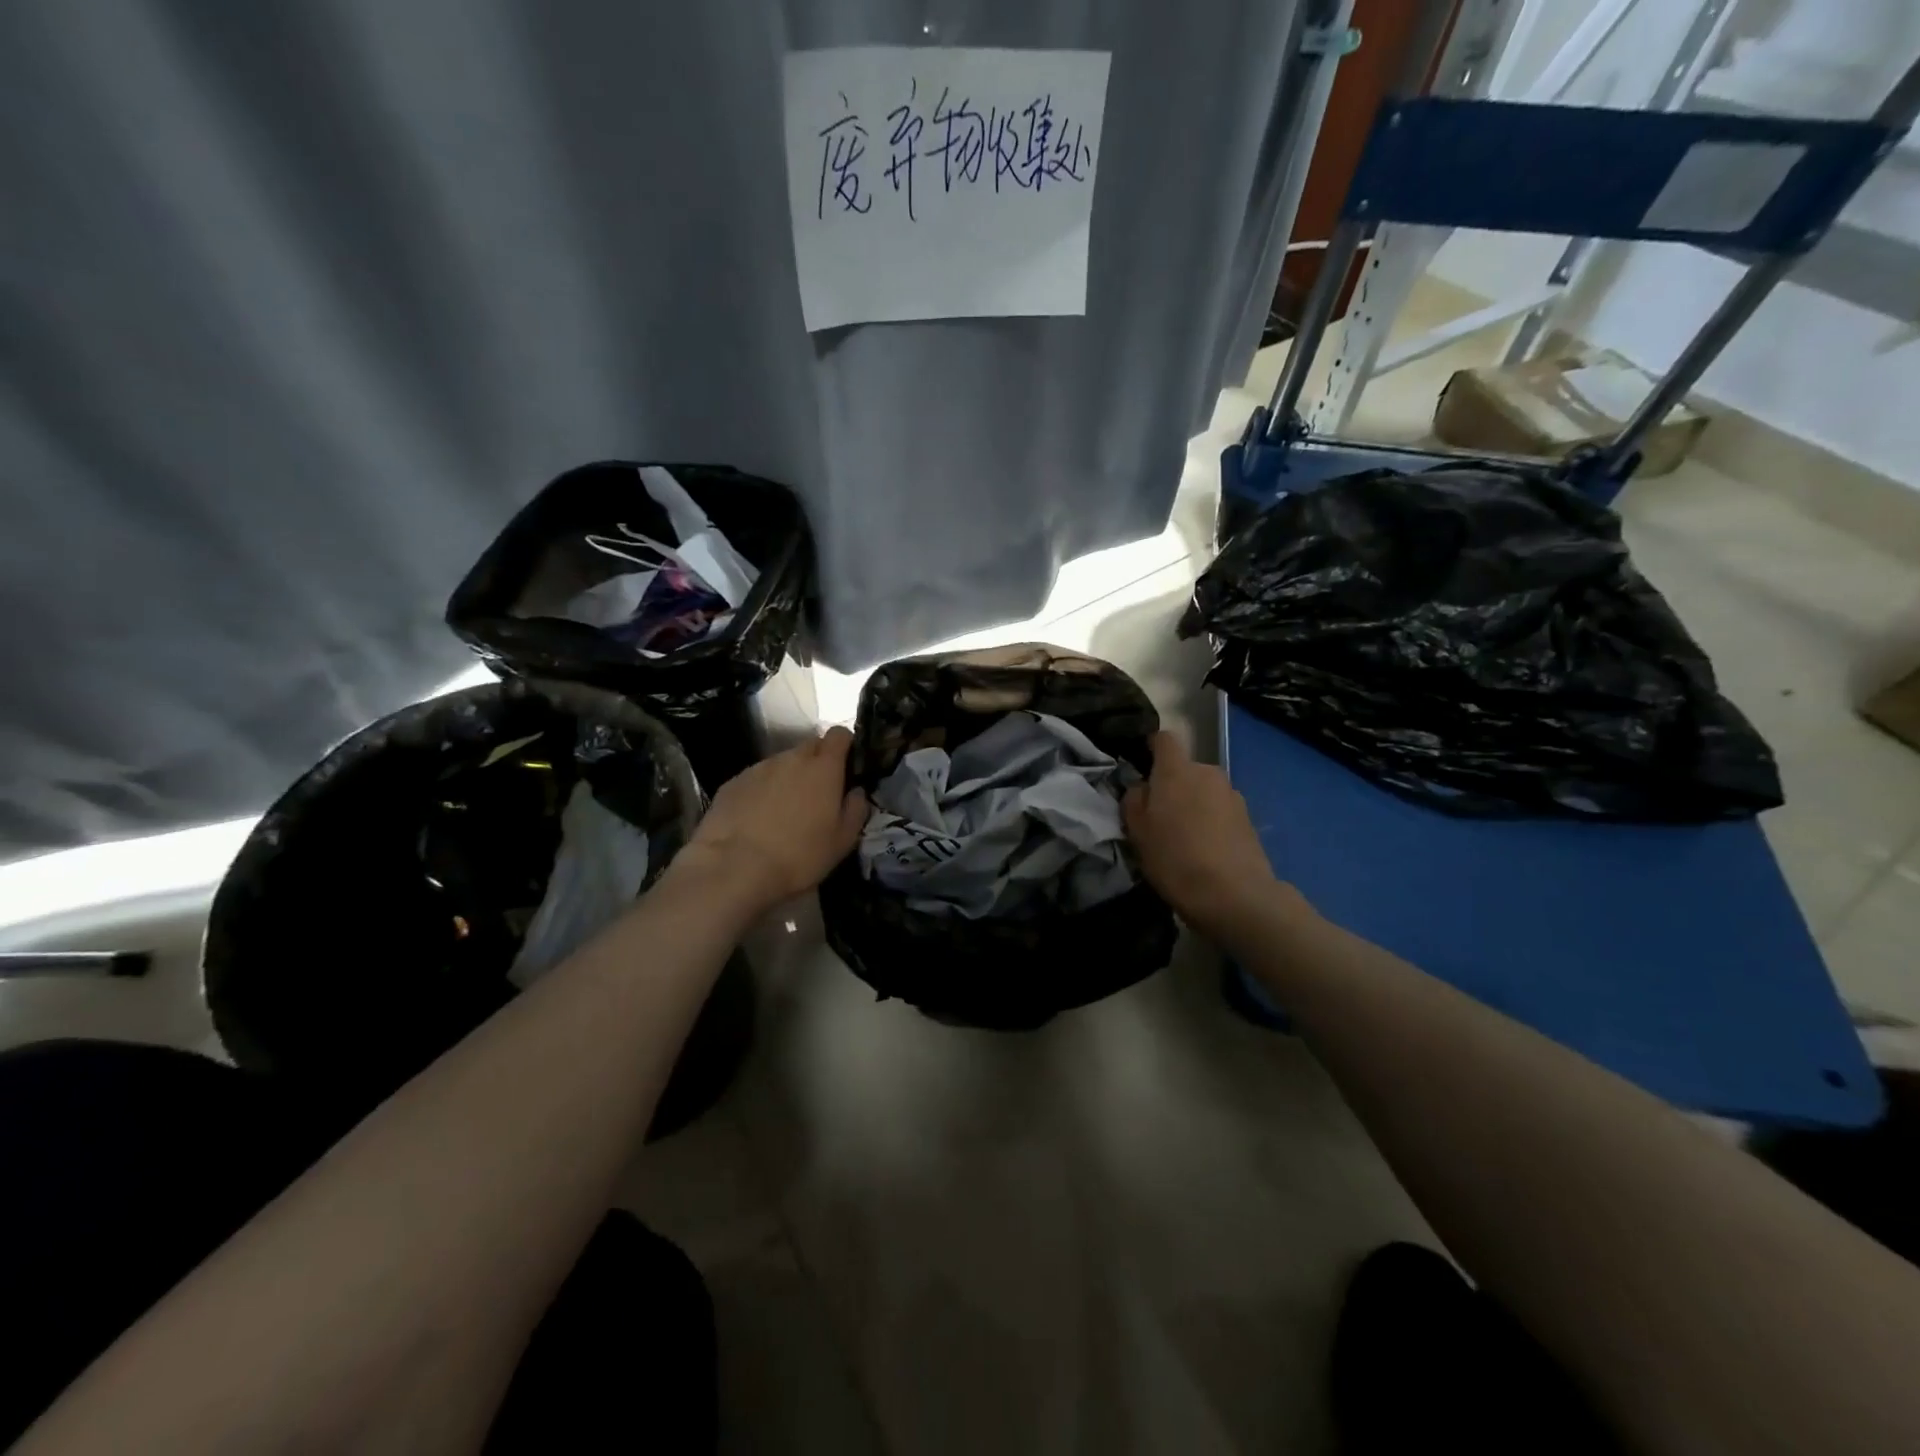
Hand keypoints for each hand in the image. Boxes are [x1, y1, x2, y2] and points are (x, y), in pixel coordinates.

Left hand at [675, 727, 867, 912]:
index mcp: (823, 767)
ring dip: (788, 778)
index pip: (840, 734)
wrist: (735, 868)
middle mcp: (791, 758)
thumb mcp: (843, 841)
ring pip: (781, 763)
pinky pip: (756, 779)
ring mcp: (758, 768)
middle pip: (810, 746)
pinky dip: (762, 791)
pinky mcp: (732, 783)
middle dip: (817, 762)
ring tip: (784, 811)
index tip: (846, 766)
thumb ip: (856, 809)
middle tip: (817, 794)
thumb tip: (856, 791)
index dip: (845, 745)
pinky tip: (757, 819)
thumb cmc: (799, 855)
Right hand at [1123, 731, 1291, 938]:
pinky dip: (1211, 822)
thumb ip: (1134, 800)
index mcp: (1177, 770)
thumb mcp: (1137, 831)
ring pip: (1204, 791)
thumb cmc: (1175, 858)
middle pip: (1185, 769)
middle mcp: (1208, 773)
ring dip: (1193, 805)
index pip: (1164, 739)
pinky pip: (1220, 811)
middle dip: (1172, 785)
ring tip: (1184, 838)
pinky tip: (1205, 850)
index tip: (1141, 766)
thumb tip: (1142, 787)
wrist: (1235, 895)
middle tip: (1159, 816)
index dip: (1151, 747)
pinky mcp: (1249, 819)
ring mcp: (1233, 795)